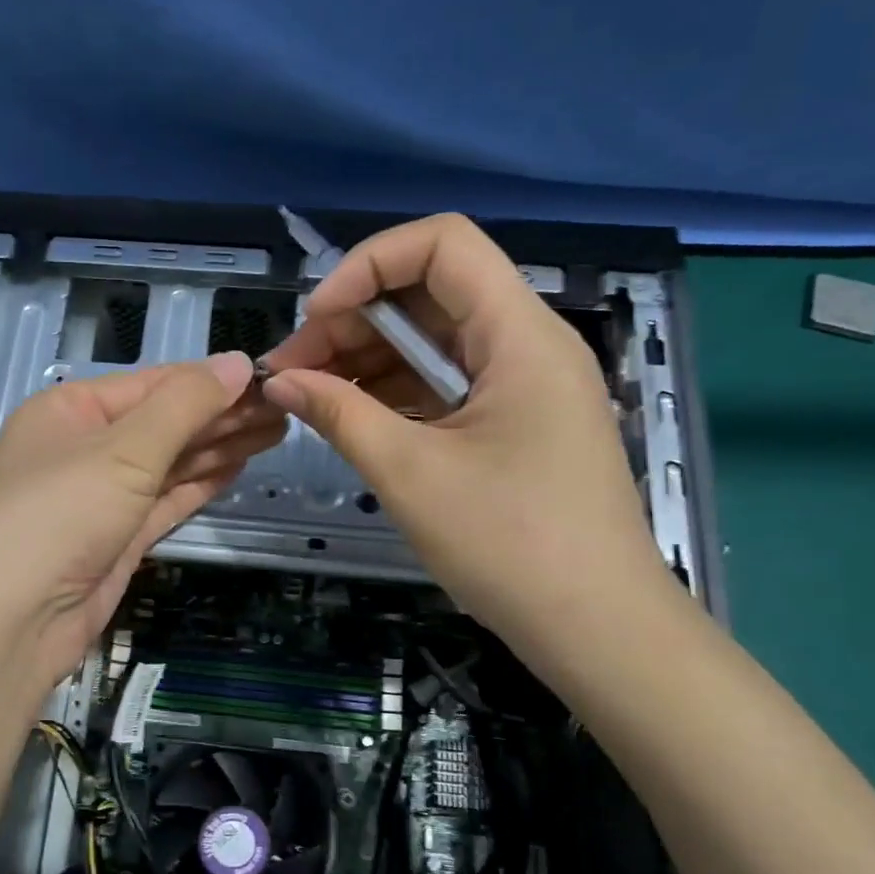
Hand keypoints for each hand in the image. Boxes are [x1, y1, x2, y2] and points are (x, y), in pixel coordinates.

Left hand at [0, 352, 280, 690]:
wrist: (13, 620)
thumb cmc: (61, 514)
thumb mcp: (124, 450)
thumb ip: (184, 405)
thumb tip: (236, 362)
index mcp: (72, 409)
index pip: (152, 383)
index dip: (209, 380)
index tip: (265, 378)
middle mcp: (84, 446)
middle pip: (164, 422)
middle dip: (221, 415)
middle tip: (284, 408)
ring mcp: (102, 495)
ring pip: (169, 462)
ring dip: (218, 447)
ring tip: (276, 431)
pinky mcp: (117, 536)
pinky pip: (166, 499)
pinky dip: (200, 483)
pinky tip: (238, 467)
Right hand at [260, 214, 669, 668]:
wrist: (596, 628)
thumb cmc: (509, 544)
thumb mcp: (410, 473)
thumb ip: (338, 414)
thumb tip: (278, 381)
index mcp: (519, 336)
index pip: (442, 245)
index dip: (368, 265)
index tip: (315, 320)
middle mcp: (528, 345)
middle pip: (430, 294)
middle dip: (353, 322)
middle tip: (292, 373)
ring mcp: (524, 387)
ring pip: (434, 342)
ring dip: (367, 360)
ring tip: (309, 398)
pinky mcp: (515, 424)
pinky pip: (446, 385)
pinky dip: (395, 393)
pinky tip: (351, 419)